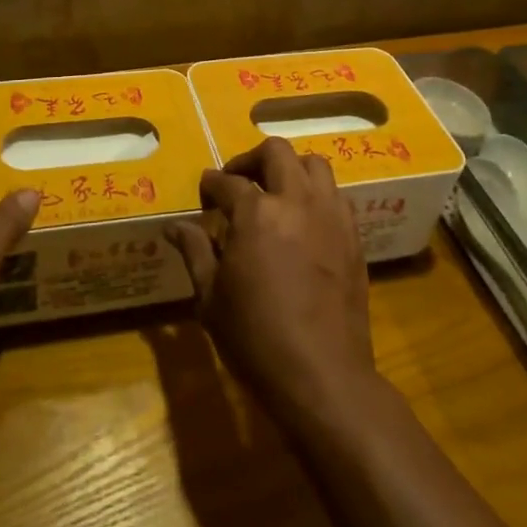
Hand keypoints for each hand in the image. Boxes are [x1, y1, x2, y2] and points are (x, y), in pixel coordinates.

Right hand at [168, 138, 377, 420]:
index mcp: (256, 212)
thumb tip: (174, 226)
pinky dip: (317, 196)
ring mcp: (330, 215)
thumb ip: (195, 251)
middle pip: (276, 152)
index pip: (227, 182)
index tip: (204, 195)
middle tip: (238, 182)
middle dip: (251, 160)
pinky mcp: (353, 235)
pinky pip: (336, 196)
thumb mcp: (211, 297)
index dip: (210, 185)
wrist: (322, 374)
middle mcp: (295, 200)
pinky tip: (304, 221)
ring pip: (314, 164)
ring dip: (290, 170)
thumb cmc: (256, 337)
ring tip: (276, 193)